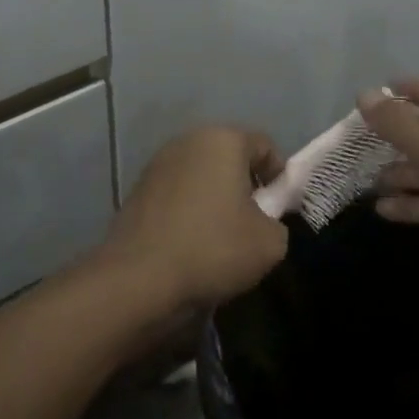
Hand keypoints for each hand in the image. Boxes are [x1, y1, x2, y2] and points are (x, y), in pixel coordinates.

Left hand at [101, 127, 287, 310]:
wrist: (138, 278)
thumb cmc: (213, 248)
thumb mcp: (269, 243)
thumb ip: (278, 223)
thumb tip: (264, 222)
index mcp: (223, 140)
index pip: (264, 146)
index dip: (279, 176)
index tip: (280, 209)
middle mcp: (188, 141)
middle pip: (229, 157)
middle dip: (245, 184)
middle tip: (254, 222)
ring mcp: (158, 163)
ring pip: (201, 175)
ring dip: (215, 197)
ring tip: (221, 236)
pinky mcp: (138, 189)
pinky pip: (177, 193)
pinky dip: (189, 210)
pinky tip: (191, 242)